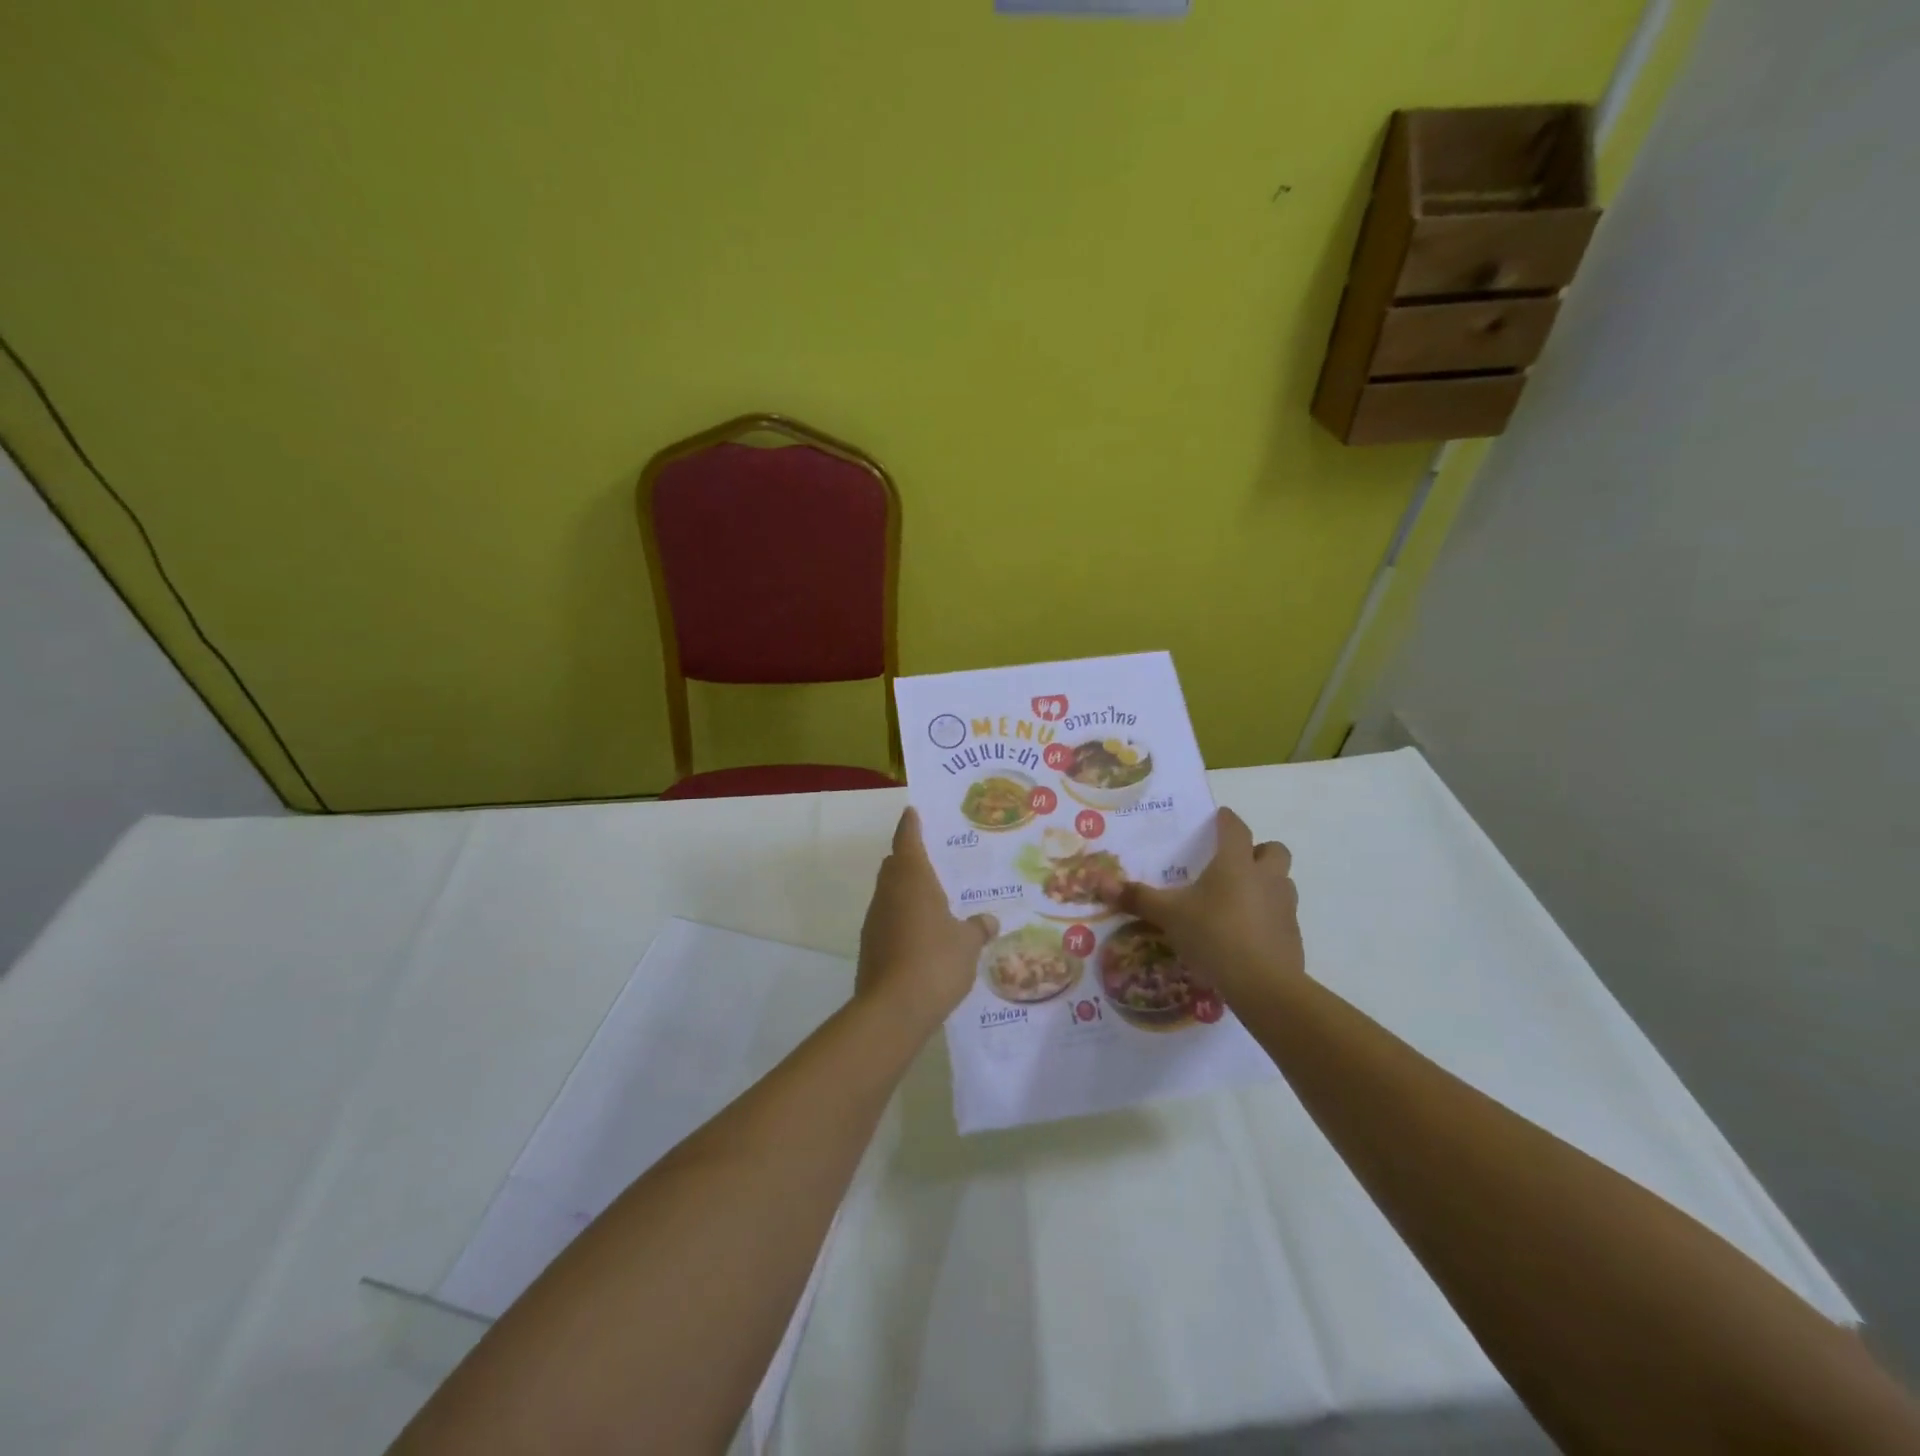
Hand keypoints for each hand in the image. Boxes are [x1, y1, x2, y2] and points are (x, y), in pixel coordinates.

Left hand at [856, 809, 997, 1030]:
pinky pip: (888, 921)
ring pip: (890, 894)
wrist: (893, 1009)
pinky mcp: (870, 946)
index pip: (907, 840)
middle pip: (895, 865)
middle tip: (934, 859)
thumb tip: (988, 921)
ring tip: (934, 900)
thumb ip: (977, 928)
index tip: (912, 812)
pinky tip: (923, 935)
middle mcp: (889, 893)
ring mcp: (875, 920)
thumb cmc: (935, 962)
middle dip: (909, 859)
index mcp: (912, 879)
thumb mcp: (967, 944)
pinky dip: (903, 919)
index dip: (910, 825)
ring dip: (907, 892)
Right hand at [1105, 807, 1303, 1004]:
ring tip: (1239, 899)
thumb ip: (1137, 898)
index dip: (1226, 820)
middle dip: (1258, 851)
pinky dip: (1268, 917)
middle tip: (1234, 863)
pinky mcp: (1293, 935)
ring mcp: (1284, 906)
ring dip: (1266, 883)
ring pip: (1282, 882)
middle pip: (1273, 850)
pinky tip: (1247, 934)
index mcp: (1235, 863)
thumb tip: (1099, 882)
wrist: (1264, 985)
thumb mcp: (1168, 915)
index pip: (1236, 827)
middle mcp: (1265, 877)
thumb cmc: (1214, 935)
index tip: (1218, 818)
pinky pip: (1282, 915)